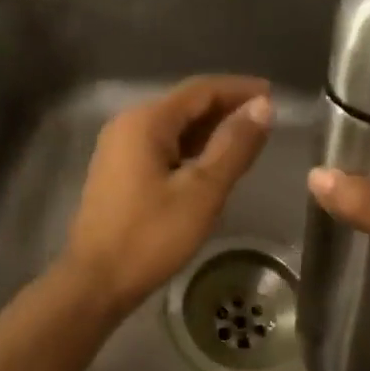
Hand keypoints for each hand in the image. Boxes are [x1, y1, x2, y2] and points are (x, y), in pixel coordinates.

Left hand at [62, 76, 273, 316]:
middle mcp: (128, 124)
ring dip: (209, 130)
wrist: (96, 281)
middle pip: (185, 104)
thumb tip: (262, 106)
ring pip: (173, 127)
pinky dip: (190, 149)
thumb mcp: (202, 192)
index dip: (239, 89)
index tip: (274, 95)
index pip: (200, 89)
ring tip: (247, 141)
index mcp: (146, 121)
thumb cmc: (151, 236)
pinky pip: (161, 146)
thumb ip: (233, 146)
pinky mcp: (118, 170)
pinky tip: (212, 164)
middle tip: (266, 122)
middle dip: (226, 108)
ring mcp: (119, 147)